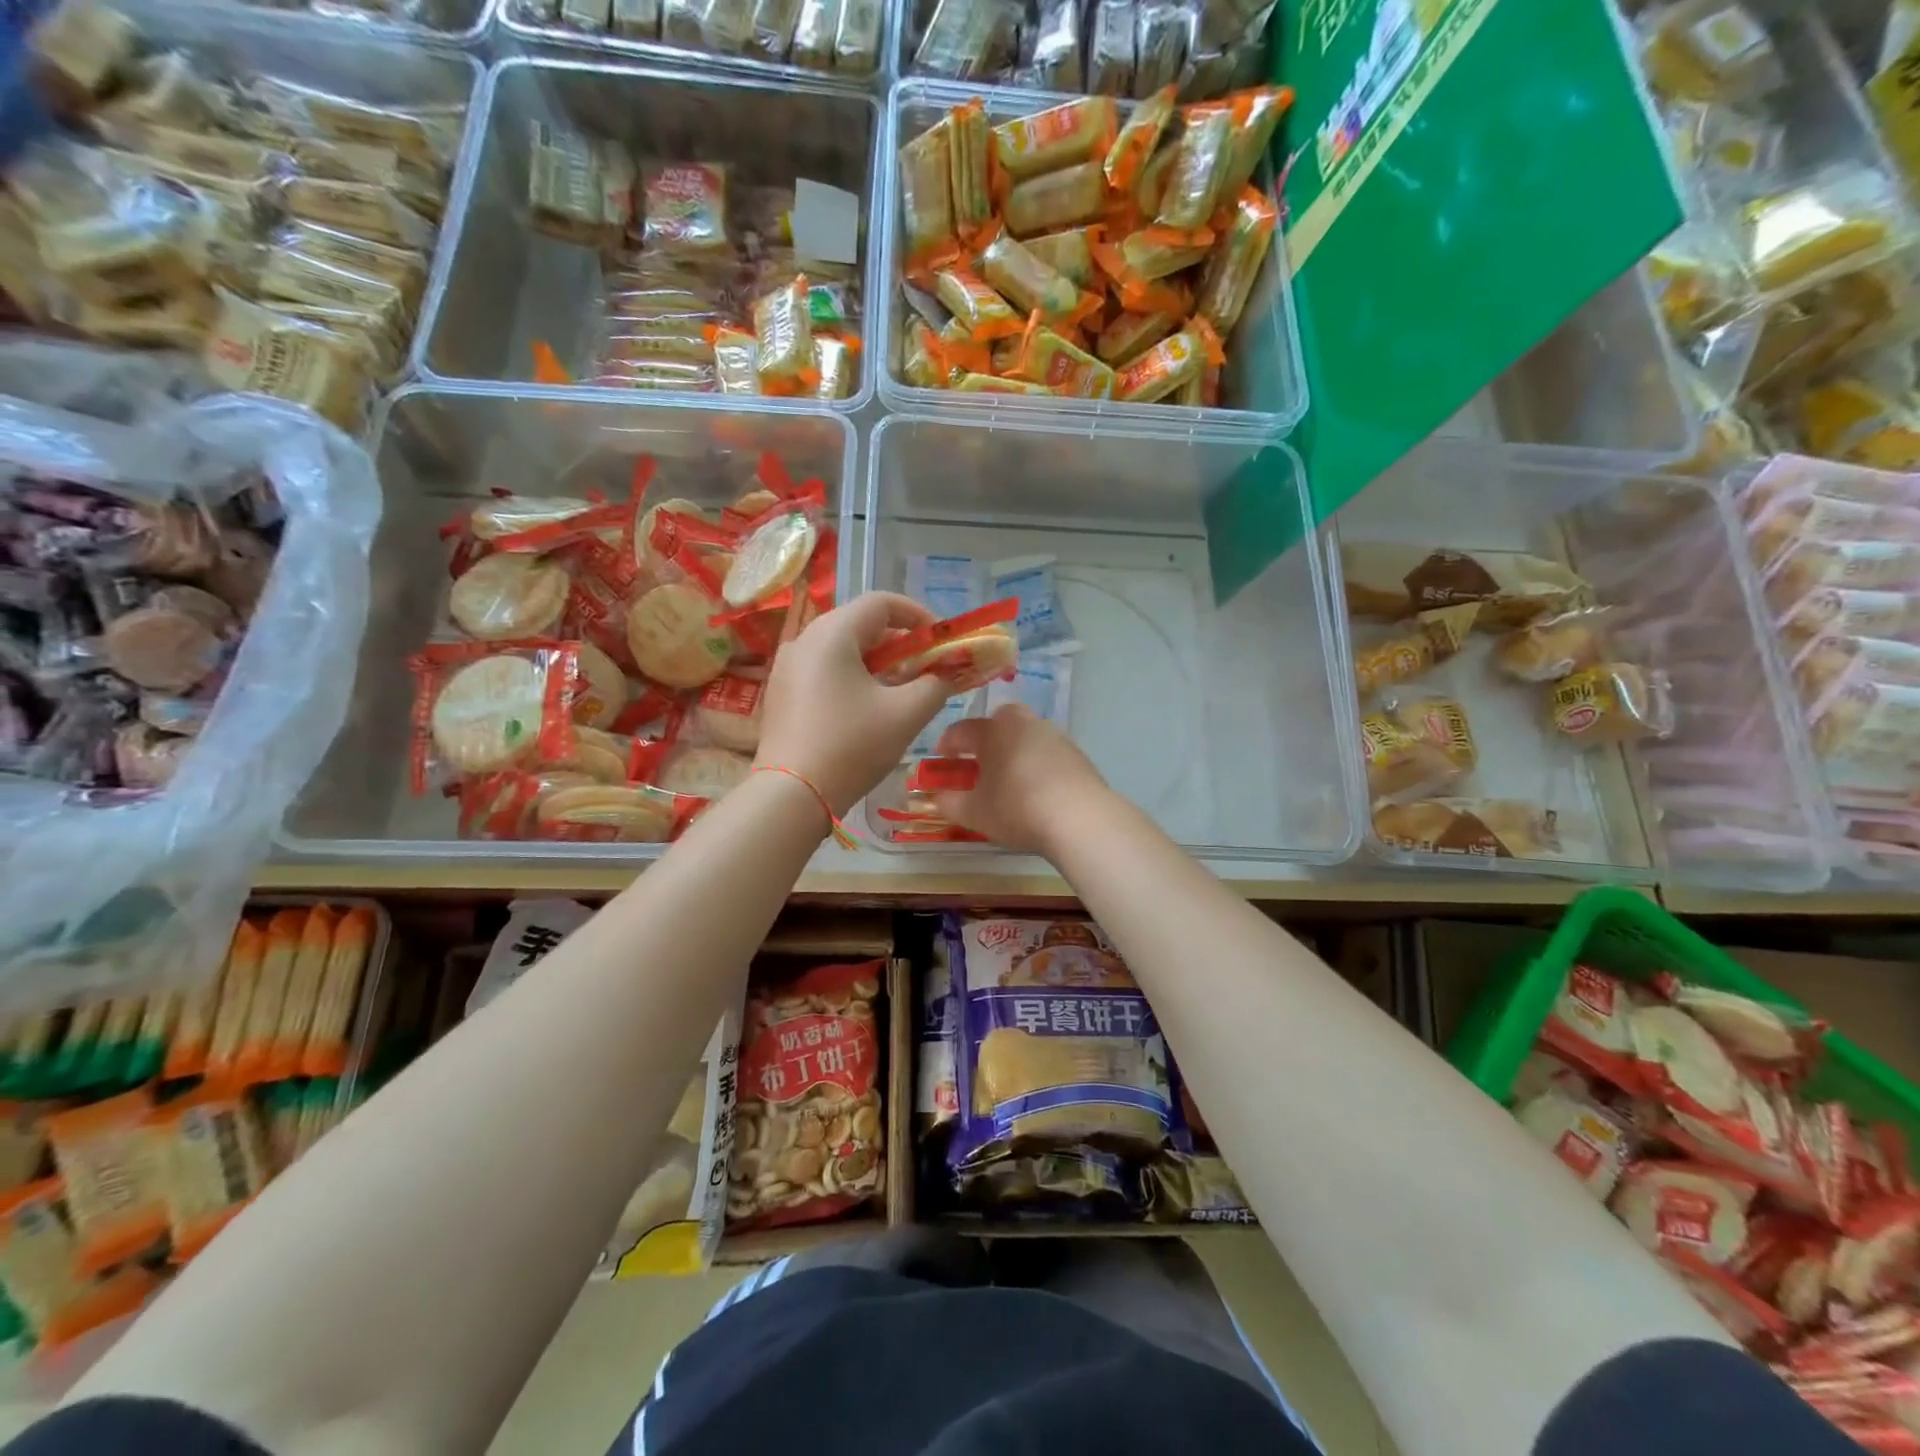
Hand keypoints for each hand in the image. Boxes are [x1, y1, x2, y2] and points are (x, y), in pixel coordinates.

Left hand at [756, 592, 955, 815]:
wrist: (791, 795)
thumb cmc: (852, 746)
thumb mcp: (906, 714)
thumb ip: (935, 685)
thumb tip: (945, 674)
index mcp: (832, 633)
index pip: (882, 602)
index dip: (919, 616)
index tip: (941, 642)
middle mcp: (804, 640)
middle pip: (860, 624)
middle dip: (900, 642)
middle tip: (925, 669)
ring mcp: (787, 667)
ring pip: (842, 649)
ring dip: (877, 662)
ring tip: (901, 690)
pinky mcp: (782, 693)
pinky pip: (824, 670)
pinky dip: (852, 677)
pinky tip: (867, 708)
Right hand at [931, 704, 1109, 855]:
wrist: (1080, 818)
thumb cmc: (1017, 809)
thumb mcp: (974, 812)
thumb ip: (949, 802)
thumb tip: (937, 796)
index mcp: (994, 730)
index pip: (962, 730)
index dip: (947, 745)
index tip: (941, 761)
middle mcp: (1024, 723)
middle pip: (998, 723)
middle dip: (985, 739)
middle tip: (977, 763)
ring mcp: (1054, 735)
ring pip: (1025, 735)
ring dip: (1012, 750)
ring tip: (1007, 778)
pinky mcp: (1077, 753)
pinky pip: (1046, 751)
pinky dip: (1036, 762)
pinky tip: (1036, 787)